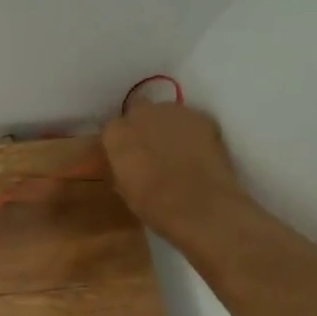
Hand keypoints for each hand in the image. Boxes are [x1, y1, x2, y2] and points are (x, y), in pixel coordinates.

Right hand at [101, 100, 247, 239]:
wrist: (199, 204)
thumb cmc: (152, 203)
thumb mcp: (123, 188)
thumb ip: (120, 166)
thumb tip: (124, 163)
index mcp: (116, 132)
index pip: (113, 129)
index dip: (121, 142)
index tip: (126, 155)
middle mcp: (142, 113)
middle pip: (139, 111)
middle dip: (143, 125)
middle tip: (151, 149)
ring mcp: (174, 112)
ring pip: (166, 113)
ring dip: (168, 126)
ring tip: (176, 150)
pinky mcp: (203, 118)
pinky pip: (191, 122)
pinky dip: (192, 133)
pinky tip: (197, 152)